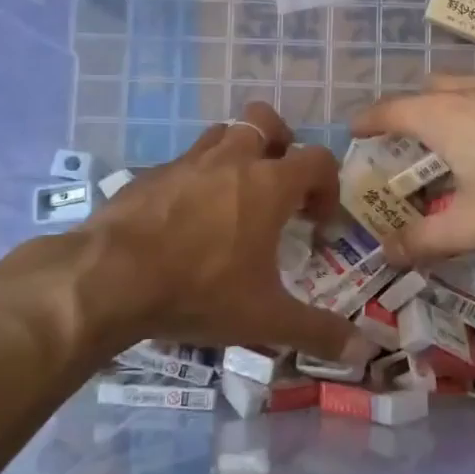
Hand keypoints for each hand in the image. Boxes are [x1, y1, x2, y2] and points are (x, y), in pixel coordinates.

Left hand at [0, 103, 371, 368]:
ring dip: (237, 153)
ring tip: (235, 195)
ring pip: (221, 133)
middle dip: (281, 143)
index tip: (319, 221)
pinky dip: (195, 179)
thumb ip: (318, 331)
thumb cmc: (200, 290)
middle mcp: (231, 161)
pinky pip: (183, 163)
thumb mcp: (265, 318)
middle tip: (279, 184)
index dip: (328, 185)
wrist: (109, 278)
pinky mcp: (150, 175)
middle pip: (265, 121)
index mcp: (269, 184)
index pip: (317, 159)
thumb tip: (365, 352)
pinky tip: (186, 218)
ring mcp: (186, 162)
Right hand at [351, 73, 474, 261]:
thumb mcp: (473, 228)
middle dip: (413, 107)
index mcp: (446, 117)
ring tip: (462, 130)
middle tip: (411, 137)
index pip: (392, 111)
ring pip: (472, 82)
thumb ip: (423, 241)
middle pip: (431, 88)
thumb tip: (385, 254)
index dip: (370, 119)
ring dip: (455, 100)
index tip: (356, 128)